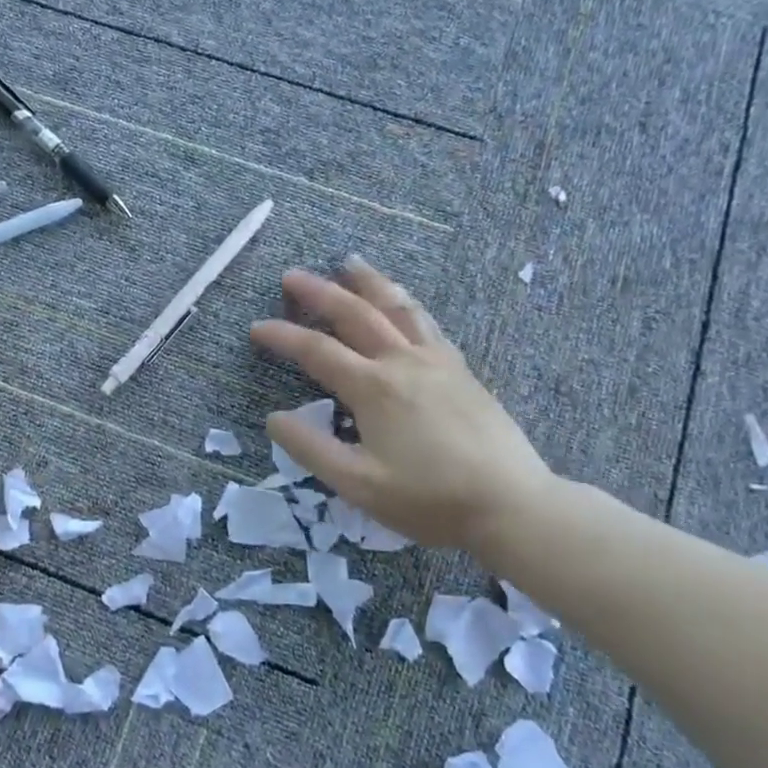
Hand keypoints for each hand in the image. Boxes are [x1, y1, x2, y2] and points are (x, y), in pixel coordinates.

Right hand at [249, 258, 555, 553]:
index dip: (282, 336)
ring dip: (369, 283)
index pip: (317, 350)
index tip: (256, 328)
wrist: (511, 504)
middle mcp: (404, 362)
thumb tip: (274, 419)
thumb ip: (311, 449)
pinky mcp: (462, 371)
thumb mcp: (357, 484)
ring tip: (350, 262)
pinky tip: (402, 304)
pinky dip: (405, 304)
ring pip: (398, 308)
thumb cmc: (429, 499)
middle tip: (292, 276)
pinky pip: (427, 323)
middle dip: (320, 292)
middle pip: (356, 314)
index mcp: (374, 387)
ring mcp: (438, 362)